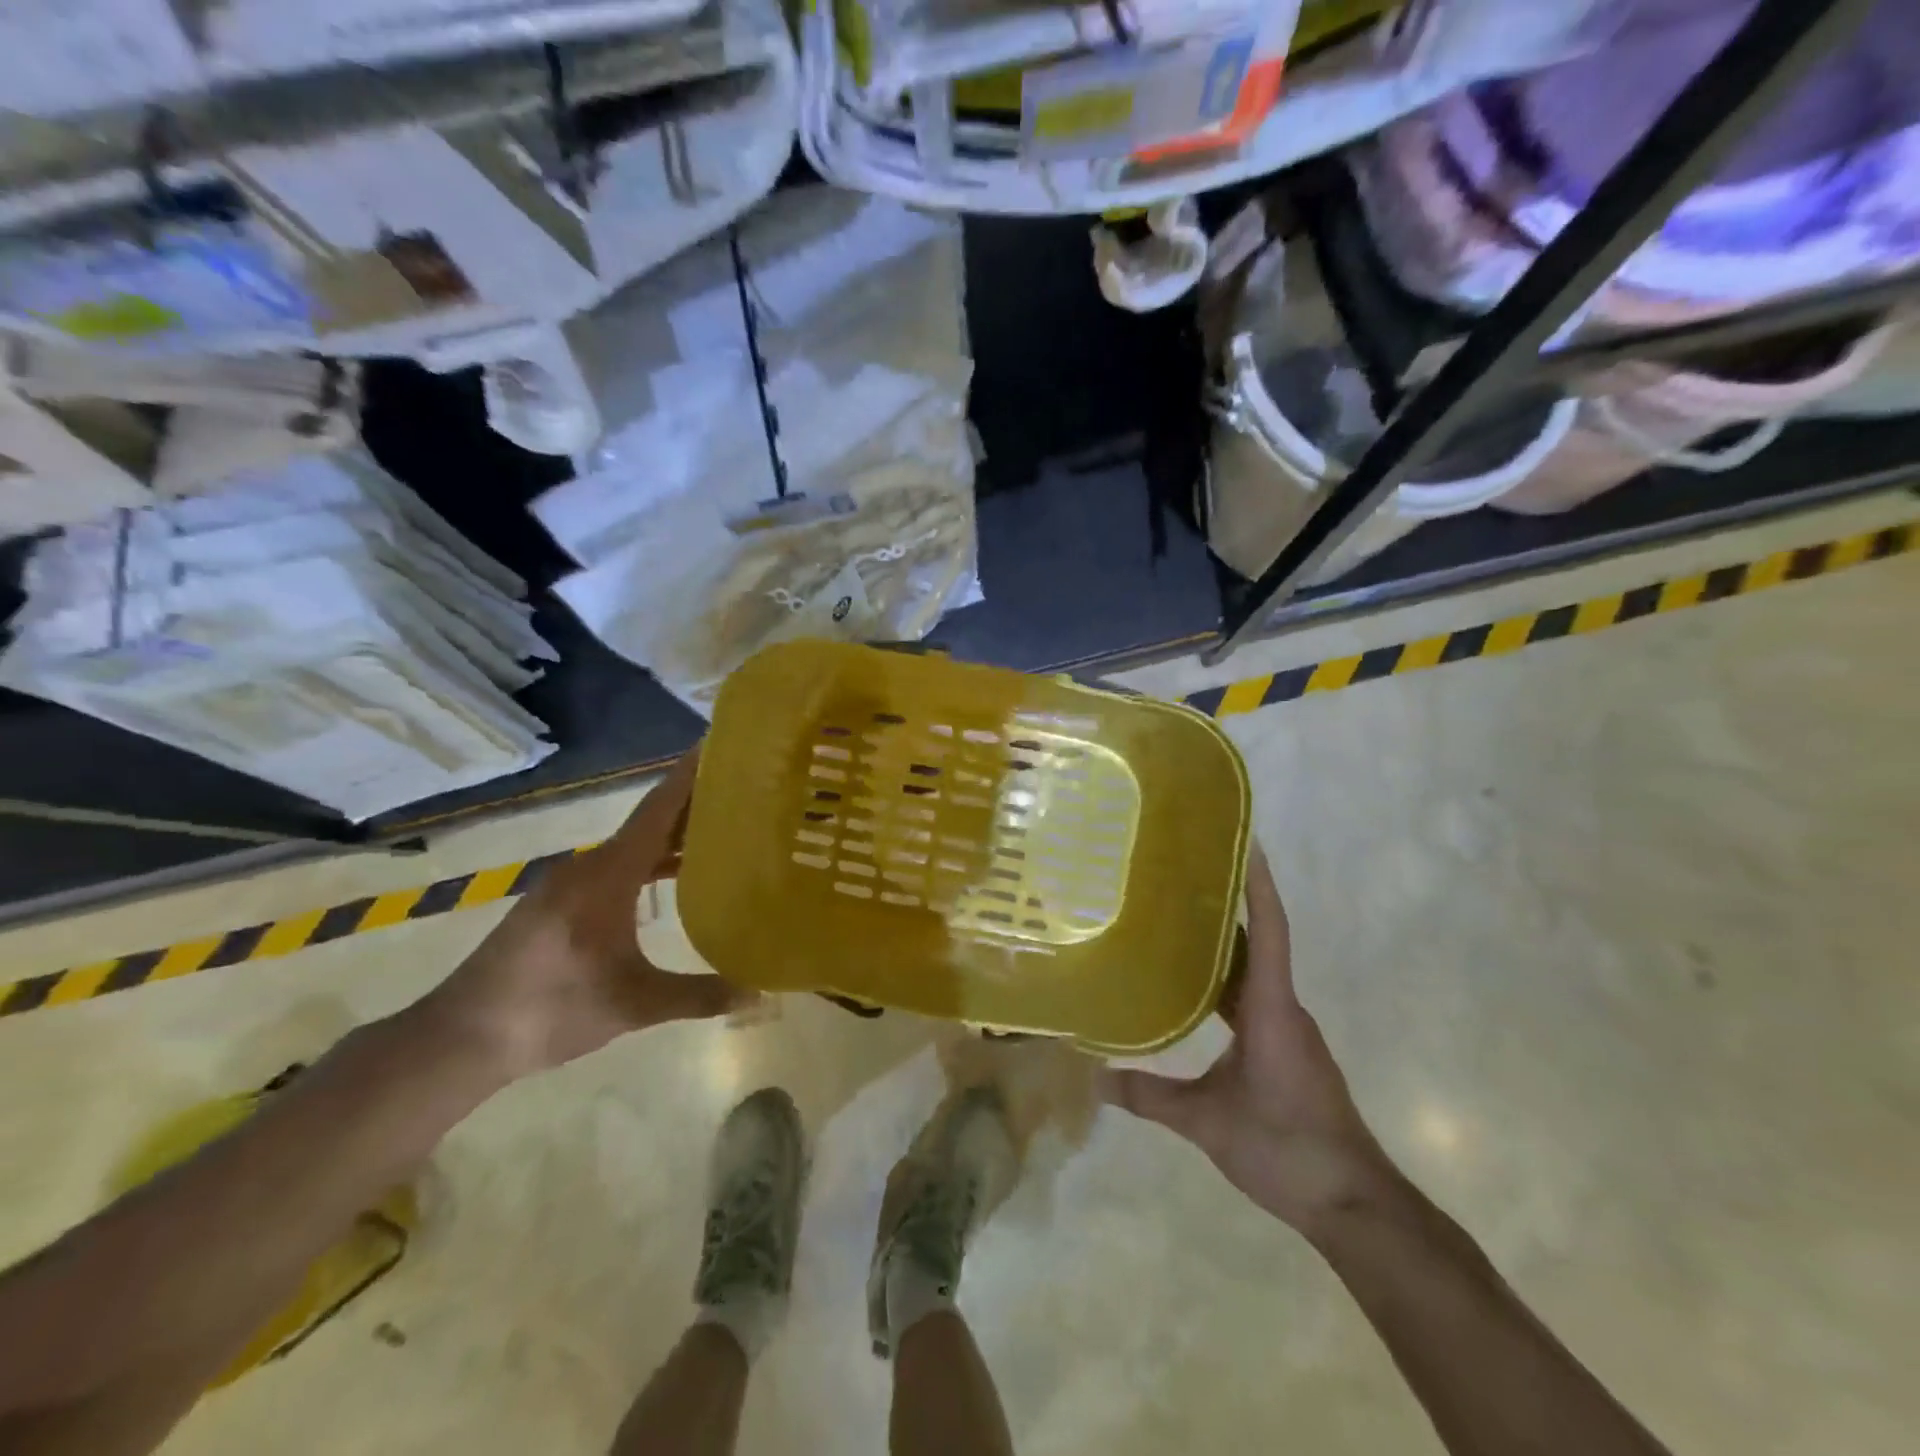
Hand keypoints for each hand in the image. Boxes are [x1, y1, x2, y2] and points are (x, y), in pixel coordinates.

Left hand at [426, 749, 751, 1080]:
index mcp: (607, 875)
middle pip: (650, 821)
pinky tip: (678, 875)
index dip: (689, 776)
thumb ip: (699, 995)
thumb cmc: (550, 1010)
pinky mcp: (561, 900)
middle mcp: (589, 866)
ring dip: (675, 835)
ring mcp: (571, 881)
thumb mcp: (634, 1006)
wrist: (461, 1038)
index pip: (657, 811)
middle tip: (746, 792)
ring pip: (634, 844)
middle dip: (695, 804)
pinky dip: (652, 860)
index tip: (720, 745)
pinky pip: (619, 864)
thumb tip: (761, 993)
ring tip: (725, 829)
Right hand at [1103, 846, 1397, 1236]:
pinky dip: (1225, 983)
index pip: (1269, 932)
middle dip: (1228, 906)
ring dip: (1224, 946)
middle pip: (1258, 944)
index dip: (1259, 886)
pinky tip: (1193, 991)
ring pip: (1253, 974)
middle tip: (1183, 876)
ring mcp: (1288, 1031)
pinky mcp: (1286, 1051)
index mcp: (1272, 1009)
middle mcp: (1283, 1009)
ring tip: (1177, 922)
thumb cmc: (1286, 1147)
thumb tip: (1093, 1080)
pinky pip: (1253, 1000)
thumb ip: (1151, 1097)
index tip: (1247, 844)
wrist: (1354, 1204)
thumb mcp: (1208, 1123)